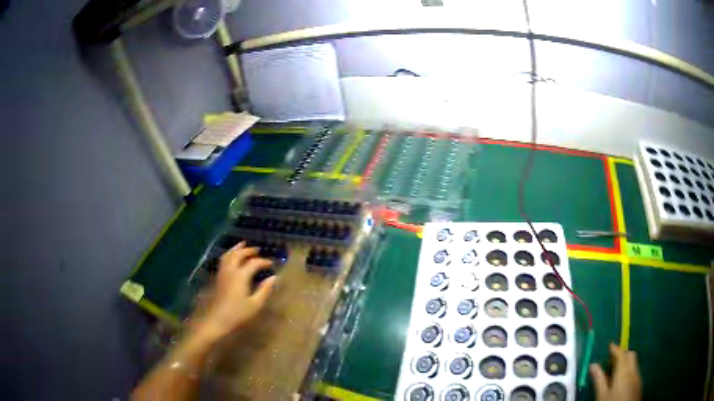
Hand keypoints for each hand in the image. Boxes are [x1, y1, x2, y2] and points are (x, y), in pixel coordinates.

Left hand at [190, 242, 276, 341]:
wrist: (217, 321)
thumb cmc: (238, 314)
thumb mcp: (255, 305)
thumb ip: (265, 290)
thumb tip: (274, 277)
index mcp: (241, 276)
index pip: (254, 263)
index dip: (263, 262)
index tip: (272, 264)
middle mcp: (230, 270)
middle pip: (239, 254)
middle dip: (249, 250)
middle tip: (258, 250)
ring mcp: (222, 273)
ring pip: (228, 255)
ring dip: (236, 249)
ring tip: (243, 245)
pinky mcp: (217, 278)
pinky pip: (223, 260)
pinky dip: (229, 255)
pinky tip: (232, 258)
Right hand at [590, 343, 641, 400]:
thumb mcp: (602, 395)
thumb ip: (599, 380)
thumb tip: (593, 365)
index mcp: (623, 372)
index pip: (621, 354)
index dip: (615, 349)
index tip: (610, 345)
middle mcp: (633, 371)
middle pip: (630, 355)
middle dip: (623, 354)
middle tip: (613, 359)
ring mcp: (637, 377)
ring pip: (634, 364)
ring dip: (626, 363)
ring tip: (616, 373)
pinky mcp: (639, 384)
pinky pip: (635, 372)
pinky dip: (629, 372)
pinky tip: (622, 382)